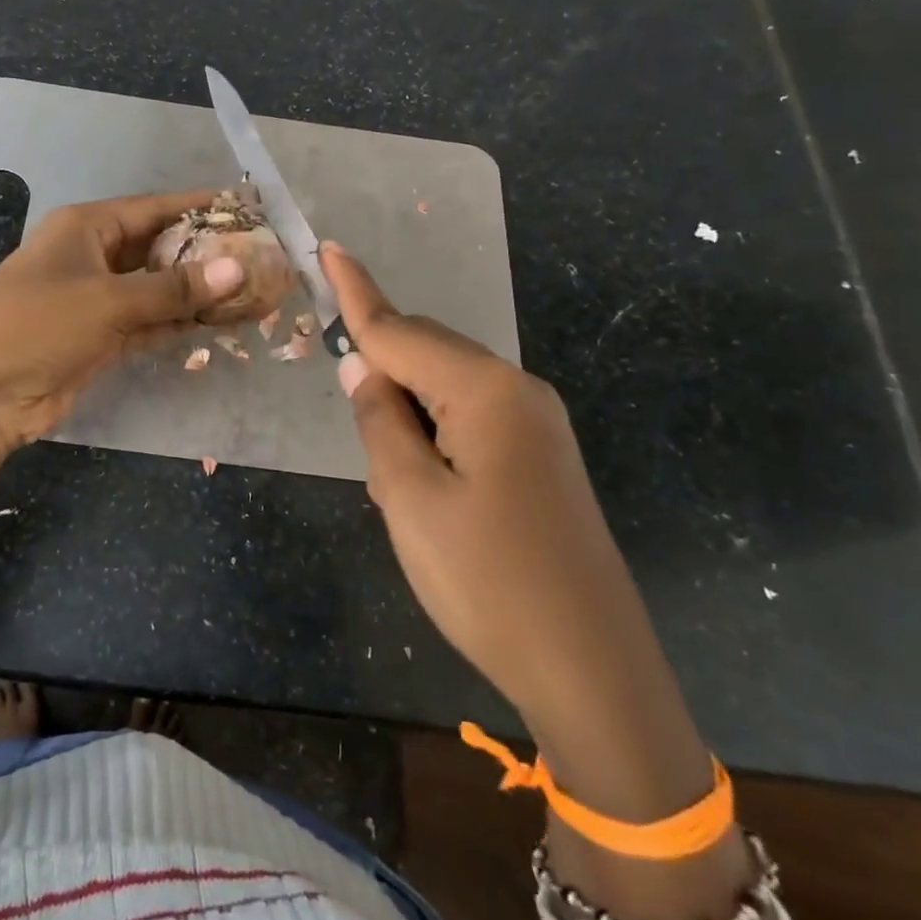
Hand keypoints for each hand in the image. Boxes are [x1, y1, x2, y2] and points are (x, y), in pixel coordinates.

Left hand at [0, 191, 246, 533]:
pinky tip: (221, 324)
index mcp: (87, 227)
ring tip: (255, 292)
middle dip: (207, 256)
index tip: (247, 210)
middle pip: (160, 249)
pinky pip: (150, 324)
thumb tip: (237, 270)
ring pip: (158, 290)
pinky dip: (180, 324)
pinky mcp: (100, 341)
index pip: (155, 209)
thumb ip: (173, 288)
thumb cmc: (37, 323)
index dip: (201, 209)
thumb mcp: (107, 299)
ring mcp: (97, 302)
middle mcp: (93, 258)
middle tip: (261, 259)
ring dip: (199, 293)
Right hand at [323, 243, 773, 919]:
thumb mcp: (409, 498)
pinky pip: (472, 419)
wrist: (591, 671)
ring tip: (383, 463)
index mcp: (485, 392)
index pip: (401, 331)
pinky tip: (420, 476)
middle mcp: (519, 393)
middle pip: (429, 352)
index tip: (329, 248)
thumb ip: (379, 421)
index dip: (356, 293)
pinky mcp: (542, 460)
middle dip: (381, 362)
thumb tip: (361, 367)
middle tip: (344, 400)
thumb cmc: (486, 581)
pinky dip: (433, 430)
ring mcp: (538, 427)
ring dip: (406, 407)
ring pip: (449, 389)